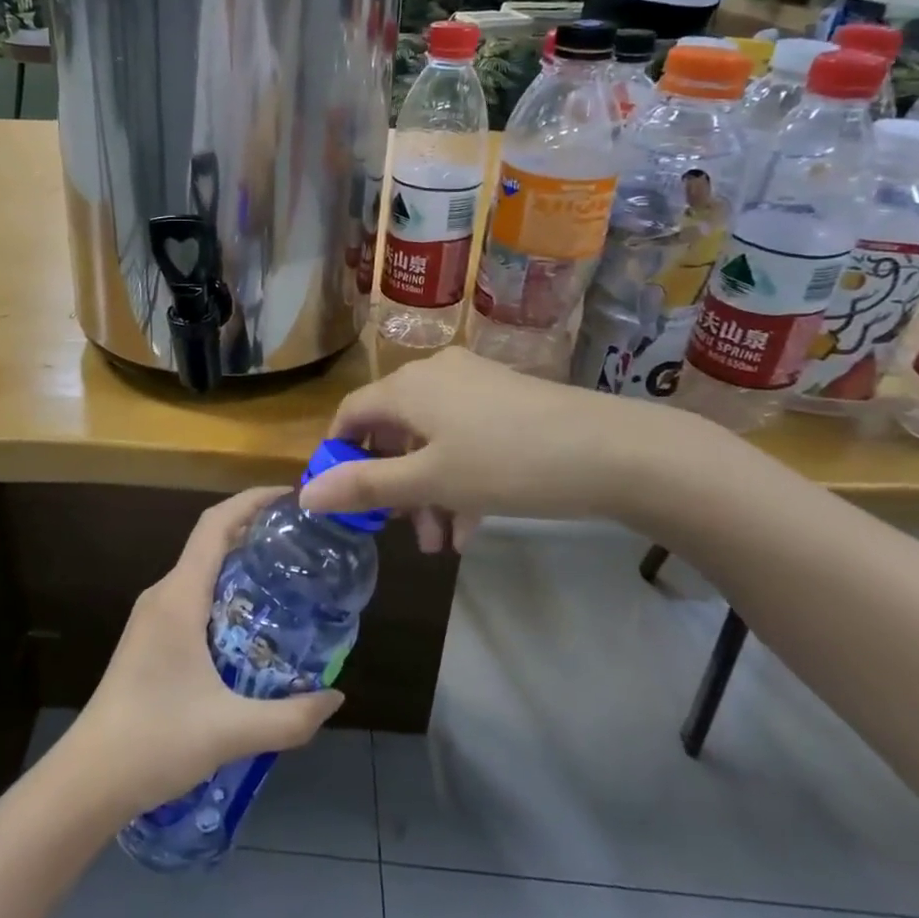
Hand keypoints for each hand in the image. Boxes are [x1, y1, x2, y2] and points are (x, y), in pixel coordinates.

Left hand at [65, 488, 344, 815]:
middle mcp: (163, 594)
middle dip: (253, 531)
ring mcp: (152, 615)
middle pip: (210, 542)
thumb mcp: (232, 731)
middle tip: (301, 541)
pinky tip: (250, 622)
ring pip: (200, 570)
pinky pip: (191, 594)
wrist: (89, 779)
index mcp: (179, 597)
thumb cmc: (156, 741)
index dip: (250, 501)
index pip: (214, 525)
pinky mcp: (149, 637)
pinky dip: (223, 590)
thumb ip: (291, 717)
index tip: (289, 497)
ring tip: (285, 576)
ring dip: (238, 563)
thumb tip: (336, 697)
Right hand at [297, 347, 700, 548]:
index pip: (351, 414)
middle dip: (392, 485)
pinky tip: (470, 525)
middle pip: (393, 430)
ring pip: (431, 440)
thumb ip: (365, 486)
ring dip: (427, 490)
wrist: (612, 450)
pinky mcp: (506, 400)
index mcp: (407, 387)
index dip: (339, 455)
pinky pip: (464, 438)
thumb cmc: (506, 463)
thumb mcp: (429, 481)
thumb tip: (306, 494)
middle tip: (402, 531)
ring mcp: (474, 385)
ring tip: (440, 542)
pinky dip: (458, 477)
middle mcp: (434, 375)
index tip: (343, 498)